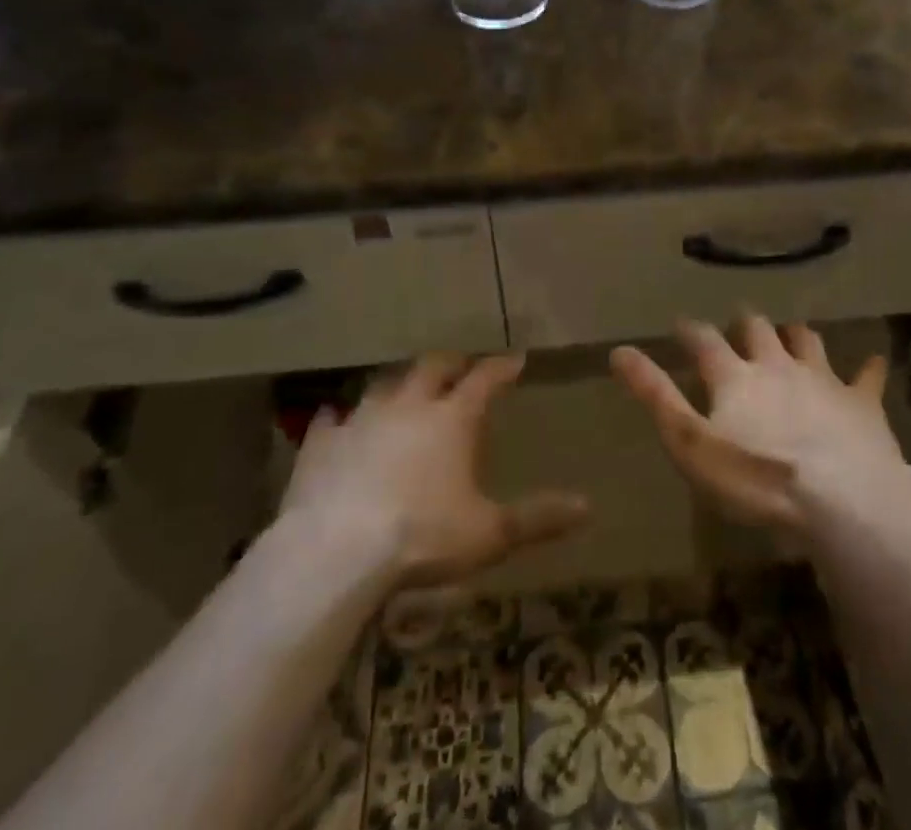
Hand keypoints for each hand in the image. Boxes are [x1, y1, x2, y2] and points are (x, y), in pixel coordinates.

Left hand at [280, 353, 588, 587]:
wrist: (337, 552)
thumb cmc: (423, 538)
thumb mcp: (489, 534)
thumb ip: (538, 517)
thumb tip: (588, 507)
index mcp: (453, 419)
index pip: (485, 379)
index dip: (502, 367)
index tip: (515, 359)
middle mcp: (409, 405)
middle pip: (433, 368)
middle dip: (450, 364)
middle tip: (460, 367)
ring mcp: (362, 419)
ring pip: (384, 384)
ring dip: (398, 384)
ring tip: (404, 390)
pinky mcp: (323, 443)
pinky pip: (331, 418)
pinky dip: (339, 417)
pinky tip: (336, 419)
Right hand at [611, 316, 903, 534]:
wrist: (841, 498)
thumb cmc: (756, 477)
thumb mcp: (691, 443)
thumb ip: (656, 397)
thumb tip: (619, 352)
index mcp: (735, 376)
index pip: (704, 340)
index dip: (691, 331)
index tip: (682, 326)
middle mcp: (777, 364)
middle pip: (758, 330)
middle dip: (746, 325)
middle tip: (741, 325)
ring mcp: (823, 379)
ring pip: (807, 341)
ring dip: (796, 335)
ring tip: (791, 334)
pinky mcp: (861, 403)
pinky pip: (867, 377)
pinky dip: (868, 369)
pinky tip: (875, 361)